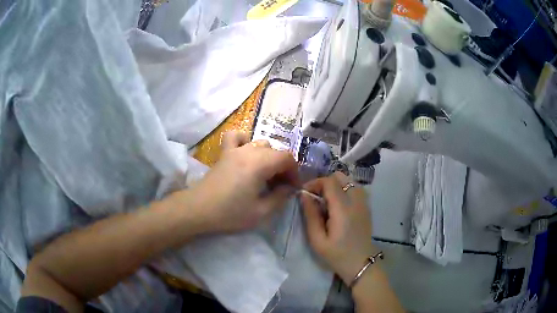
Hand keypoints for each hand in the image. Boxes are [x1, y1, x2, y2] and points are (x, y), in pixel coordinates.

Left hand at [191, 131, 299, 231]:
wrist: (198, 209)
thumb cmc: (230, 213)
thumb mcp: (261, 212)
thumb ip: (280, 197)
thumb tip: (289, 188)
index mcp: (260, 164)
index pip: (287, 158)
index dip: (294, 172)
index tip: (292, 188)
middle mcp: (249, 151)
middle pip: (275, 151)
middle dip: (283, 168)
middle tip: (280, 187)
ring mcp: (235, 149)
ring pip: (260, 143)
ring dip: (268, 157)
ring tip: (265, 174)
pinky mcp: (224, 153)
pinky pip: (237, 137)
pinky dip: (245, 141)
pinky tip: (246, 153)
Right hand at [301, 172, 374, 284]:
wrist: (361, 264)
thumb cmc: (337, 255)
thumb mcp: (317, 240)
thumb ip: (310, 216)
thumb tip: (303, 195)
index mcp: (343, 209)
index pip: (329, 182)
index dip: (315, 183)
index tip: (305, 194)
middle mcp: (356, 201)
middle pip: (340, 176)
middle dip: (325, 182)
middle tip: (315, 197)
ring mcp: (364, 202)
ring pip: (349, 180)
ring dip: (335, 185)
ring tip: (326, 200)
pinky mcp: (367, 206)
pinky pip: (355, 188)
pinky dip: (345, 189)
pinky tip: (339, 204)